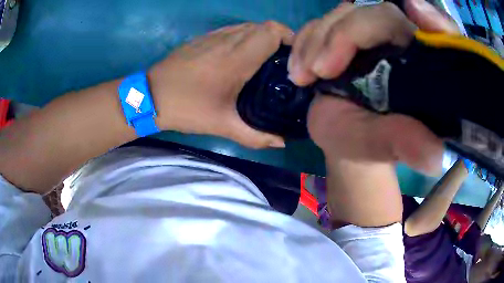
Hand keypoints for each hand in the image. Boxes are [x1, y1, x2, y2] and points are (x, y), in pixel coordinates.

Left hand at [149, 22, 292, 148]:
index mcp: (237, 57)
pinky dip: (245, 38)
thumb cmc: (187, 108)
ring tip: (264, 60)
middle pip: (264, 26)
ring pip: (249, 27)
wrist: (150, 95)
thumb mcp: (222, 125)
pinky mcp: (204, 38)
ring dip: (262, 39)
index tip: (294, 57)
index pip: (272, 31)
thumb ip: (255, 136)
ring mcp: (214, 36)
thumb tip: (281, 142)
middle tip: (282, 63)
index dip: (289, 38)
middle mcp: (228, 40)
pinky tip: (241, 57)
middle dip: (279, 40)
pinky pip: (233, 30)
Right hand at [289, 0, 458, 174]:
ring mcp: (372, 32)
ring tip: (303, 76)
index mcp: (424, 66)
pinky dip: (305, 39)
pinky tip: (299, 68)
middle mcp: (402, 41)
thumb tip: (435, 158)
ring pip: (345, 13)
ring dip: (316, 39)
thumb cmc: (370, 144)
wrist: (344, 135)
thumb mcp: (387, 147)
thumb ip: (407, 144)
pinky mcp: (346, 31)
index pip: (435, 32)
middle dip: (344, 34)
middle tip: (319, 70)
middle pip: (379, 13)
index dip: (432, 19)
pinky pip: (323, 21)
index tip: (414, 12)